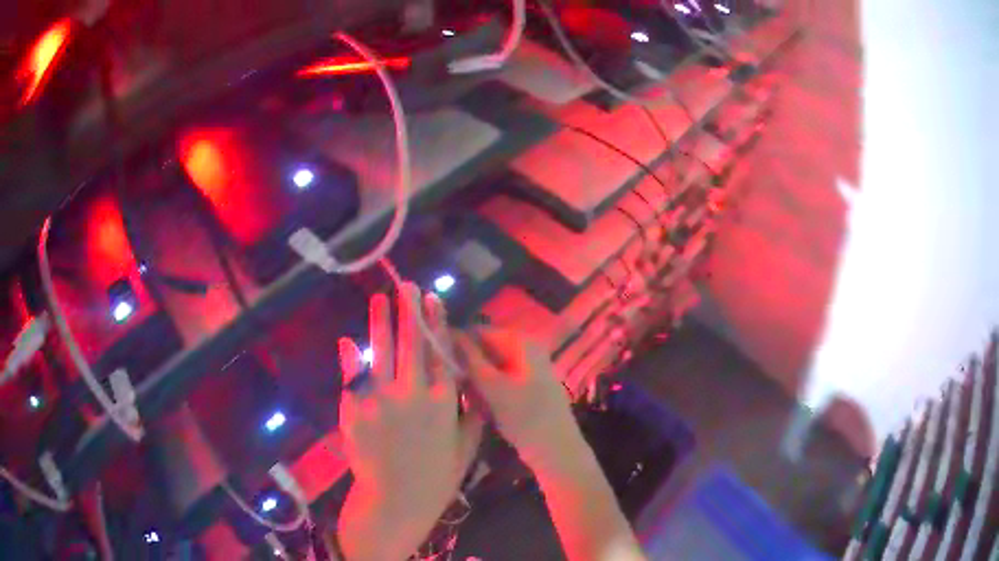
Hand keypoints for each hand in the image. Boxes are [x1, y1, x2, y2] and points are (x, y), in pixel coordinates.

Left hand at [337, 284, 481, 560]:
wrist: (394, 503)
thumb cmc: (435, 479)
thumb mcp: (466, 449)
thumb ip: (472, 415)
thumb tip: (471, 385)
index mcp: (443, 403)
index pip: (442, 352)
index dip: (437, 323)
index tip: (434, 300)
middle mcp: (413, 393)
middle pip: (411, 343)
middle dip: (409, 310)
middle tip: (407, 286)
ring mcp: (380, 400)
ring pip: (381, 351)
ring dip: (381, 322)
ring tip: (380, 299)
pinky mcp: (354, 410)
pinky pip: (352, 378)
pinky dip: (350, 358)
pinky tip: (348, 341)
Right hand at [453, 328, 576, 467]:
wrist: (555, 450)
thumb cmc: (525, 416)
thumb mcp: (493, 387)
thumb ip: (470, 360)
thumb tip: (449, 335)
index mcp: (522, 343)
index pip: (480, 331)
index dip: (457, 343)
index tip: (437, 362)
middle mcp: (526, 350)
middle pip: (485, 350)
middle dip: (466, 365)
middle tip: (448, 383)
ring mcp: (527, 371)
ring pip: (490, 368)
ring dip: (474, 381)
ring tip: (463, 397)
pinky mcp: (526, 390)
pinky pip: (499, 382)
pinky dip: (486, 391)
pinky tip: (477, 407)